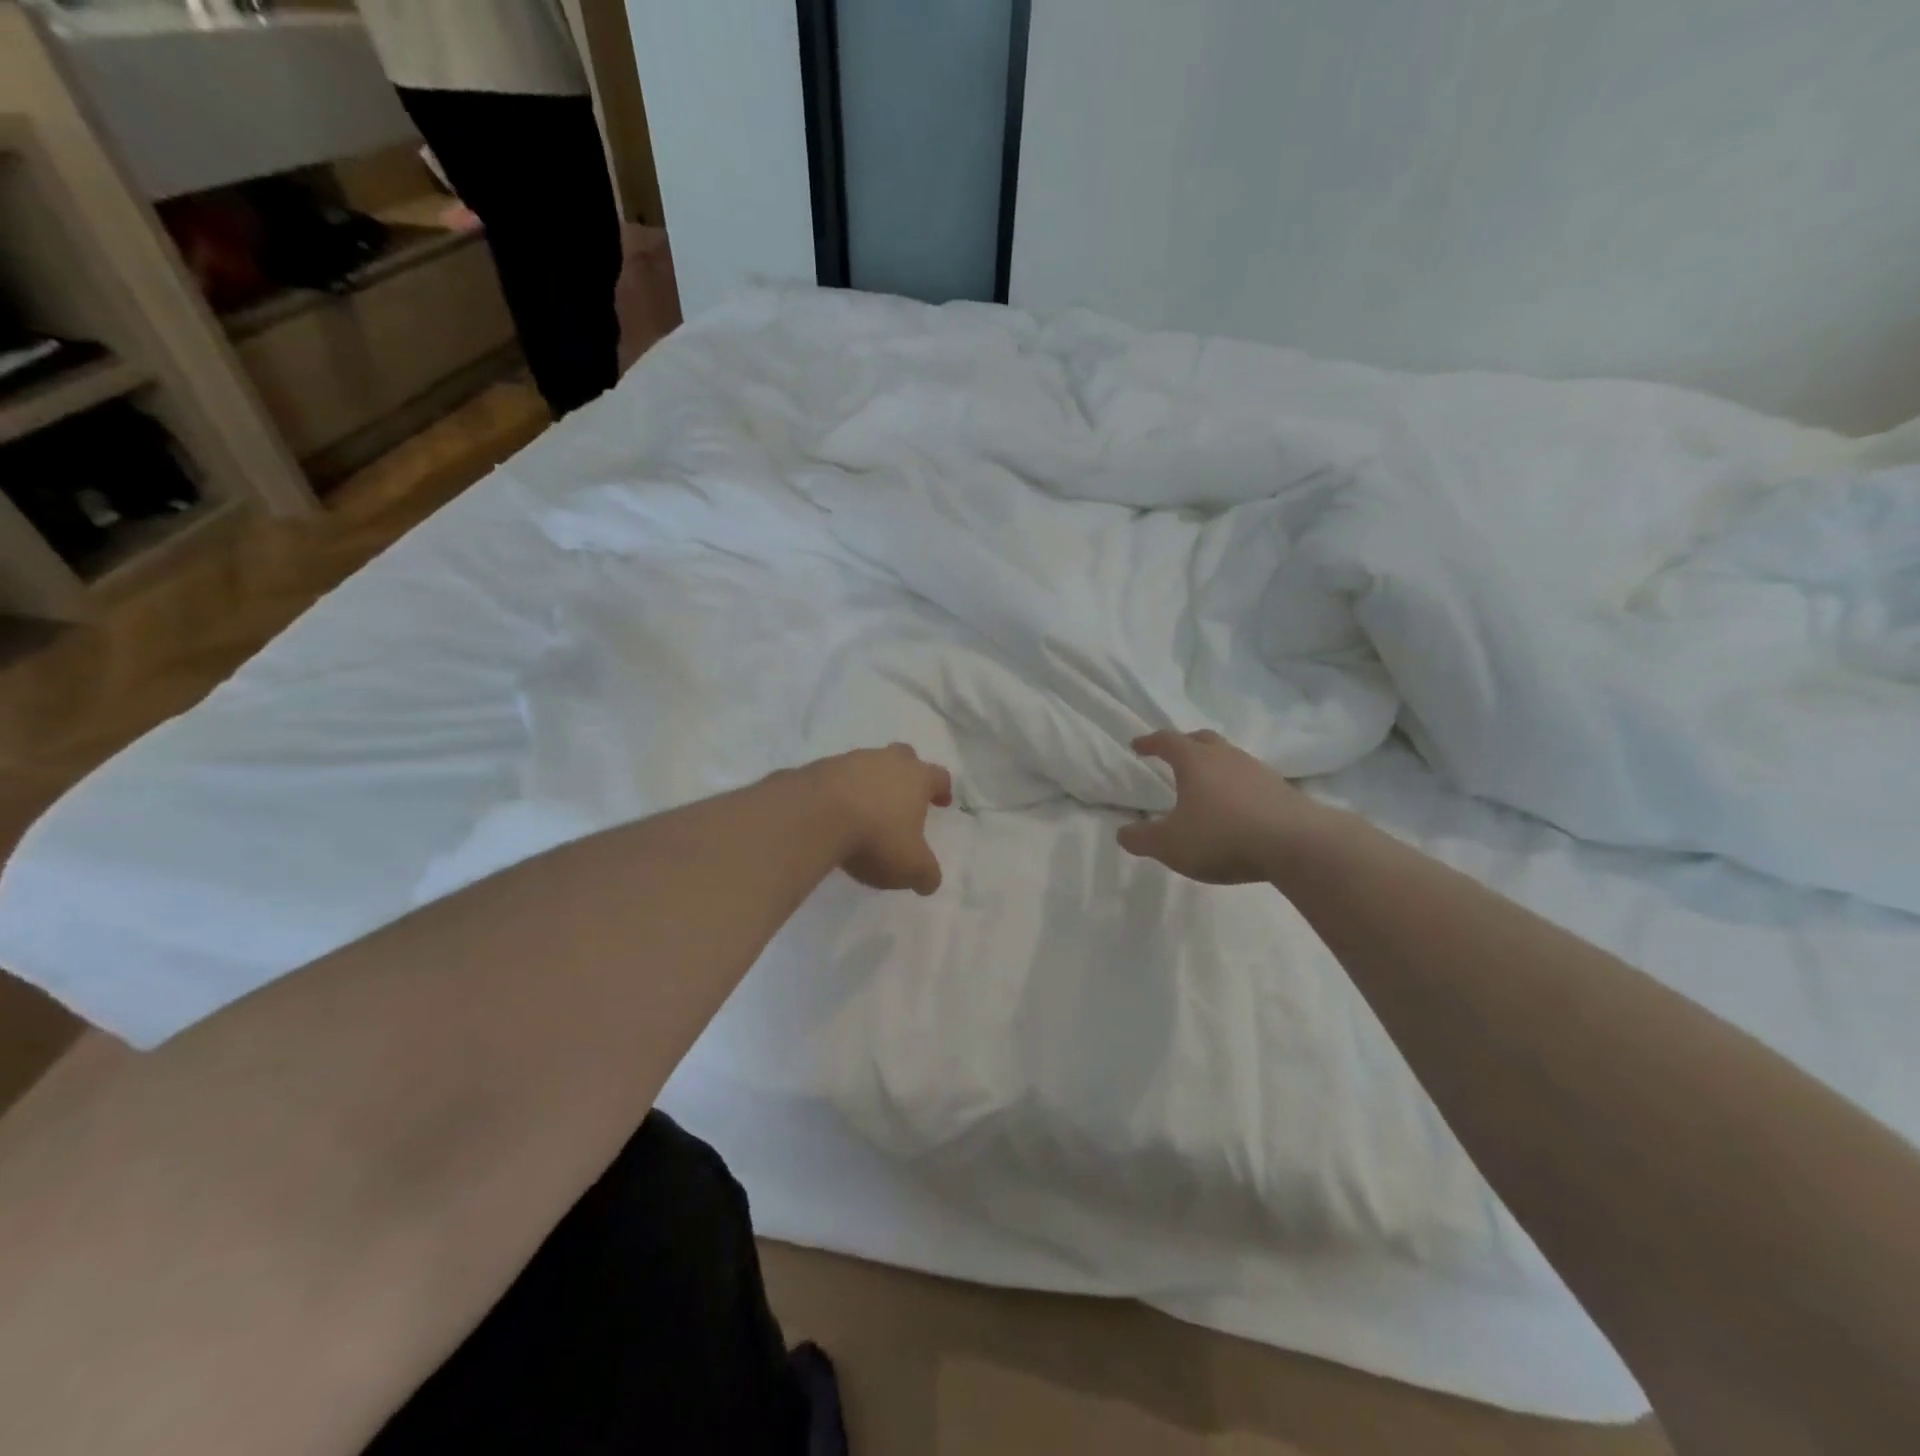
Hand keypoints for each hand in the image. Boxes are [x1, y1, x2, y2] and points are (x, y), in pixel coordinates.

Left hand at [810, 744, 953, 894]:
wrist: (814, 816)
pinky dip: (840, 791)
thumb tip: (930, 882)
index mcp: (917, 777)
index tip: (942, 802)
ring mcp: (850, 760)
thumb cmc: (875, 837)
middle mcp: (886, 761)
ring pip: (868, 764)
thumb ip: (926, 874)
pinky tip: (835, 813)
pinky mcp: (819, 768)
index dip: (942, 789)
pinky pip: (836, 777)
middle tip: (904, 796)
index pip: (938, 776)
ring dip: (870, 782)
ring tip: (865, 810)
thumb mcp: (911, 867)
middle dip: (906, 773)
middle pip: (904, 757)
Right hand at [1117, 730, 1329, 884]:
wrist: (1298, 845)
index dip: (1150, 742)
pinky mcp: (1281, 790)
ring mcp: (1258, 771)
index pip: (1167, 741)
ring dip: (1214, 765)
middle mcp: (1226, 757)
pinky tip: (1235, 806)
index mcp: (1195, 761)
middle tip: (1173, 756)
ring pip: (1229, 757)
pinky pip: (1250, 779)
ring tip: (1205, 784)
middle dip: (1184, 744)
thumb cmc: (1223, 836)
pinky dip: (1236, 786)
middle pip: (1202, 739)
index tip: (1137, 746)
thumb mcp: (1169, 845)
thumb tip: (1123, 833)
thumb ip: (1141, 838)